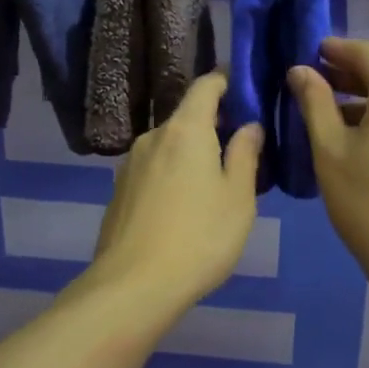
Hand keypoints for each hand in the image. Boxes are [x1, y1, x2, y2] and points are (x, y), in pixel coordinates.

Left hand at [88, 72, 263, 312]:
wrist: (133, 286)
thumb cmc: (199, 237)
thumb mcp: (238, 197)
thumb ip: (245, 154)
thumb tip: (249, 126)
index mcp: (185, 130)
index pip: (206, 85)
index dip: (227, 81)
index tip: (247, 91)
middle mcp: (153, 137)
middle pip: (187, 117)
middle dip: (215, 125)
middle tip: (242, 150)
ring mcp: (130, 164)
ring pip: (170, 146)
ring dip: (193, 154)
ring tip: (216, 183)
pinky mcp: (119, 191)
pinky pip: (154, 169)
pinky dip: (173, 174)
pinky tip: (185, 206)